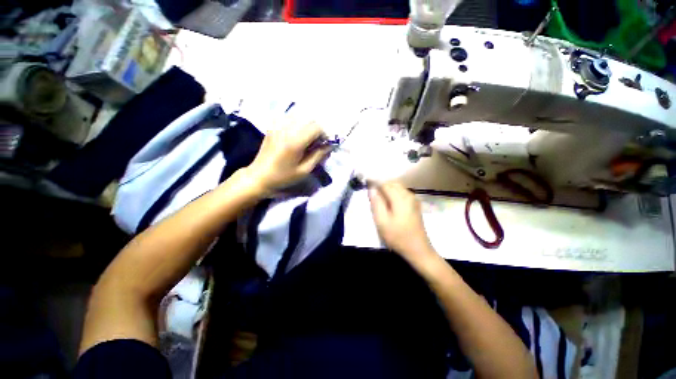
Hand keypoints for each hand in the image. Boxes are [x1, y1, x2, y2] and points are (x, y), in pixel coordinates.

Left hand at [244, 122, 328, 195]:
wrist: (258, 176)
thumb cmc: (283, 177)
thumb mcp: (304, 170)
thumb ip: (318, 155)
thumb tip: (329, 146)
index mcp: (295, 142)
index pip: (316, 127)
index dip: (324, 135)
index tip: (323, 145)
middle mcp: (286, 129)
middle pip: (309, 120)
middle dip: (317, 130)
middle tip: (316, 144)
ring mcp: (278, 126)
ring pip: (300, 117)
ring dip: (307, 127)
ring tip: (306, 140)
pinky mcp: (272, 126)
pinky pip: (290, 119)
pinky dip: (297, 125)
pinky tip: (295, 136)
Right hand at [368, 181, 437, 264]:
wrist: (417, 249)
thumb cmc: (397, 236)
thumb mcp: (382, 221)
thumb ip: (376, 203)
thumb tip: (372, 189)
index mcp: (400, 198)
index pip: (385, 184)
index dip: (374, 183)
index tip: (366, 186)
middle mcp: (408, 195)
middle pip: (392, 183)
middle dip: (381, 185)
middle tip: (371, 195)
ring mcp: (413, 199)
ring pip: (397, 187)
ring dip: (387, 189)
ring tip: (378, 198)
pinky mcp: (415, 204)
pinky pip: (402, 192)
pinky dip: (393, 193)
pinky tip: (388, 202)